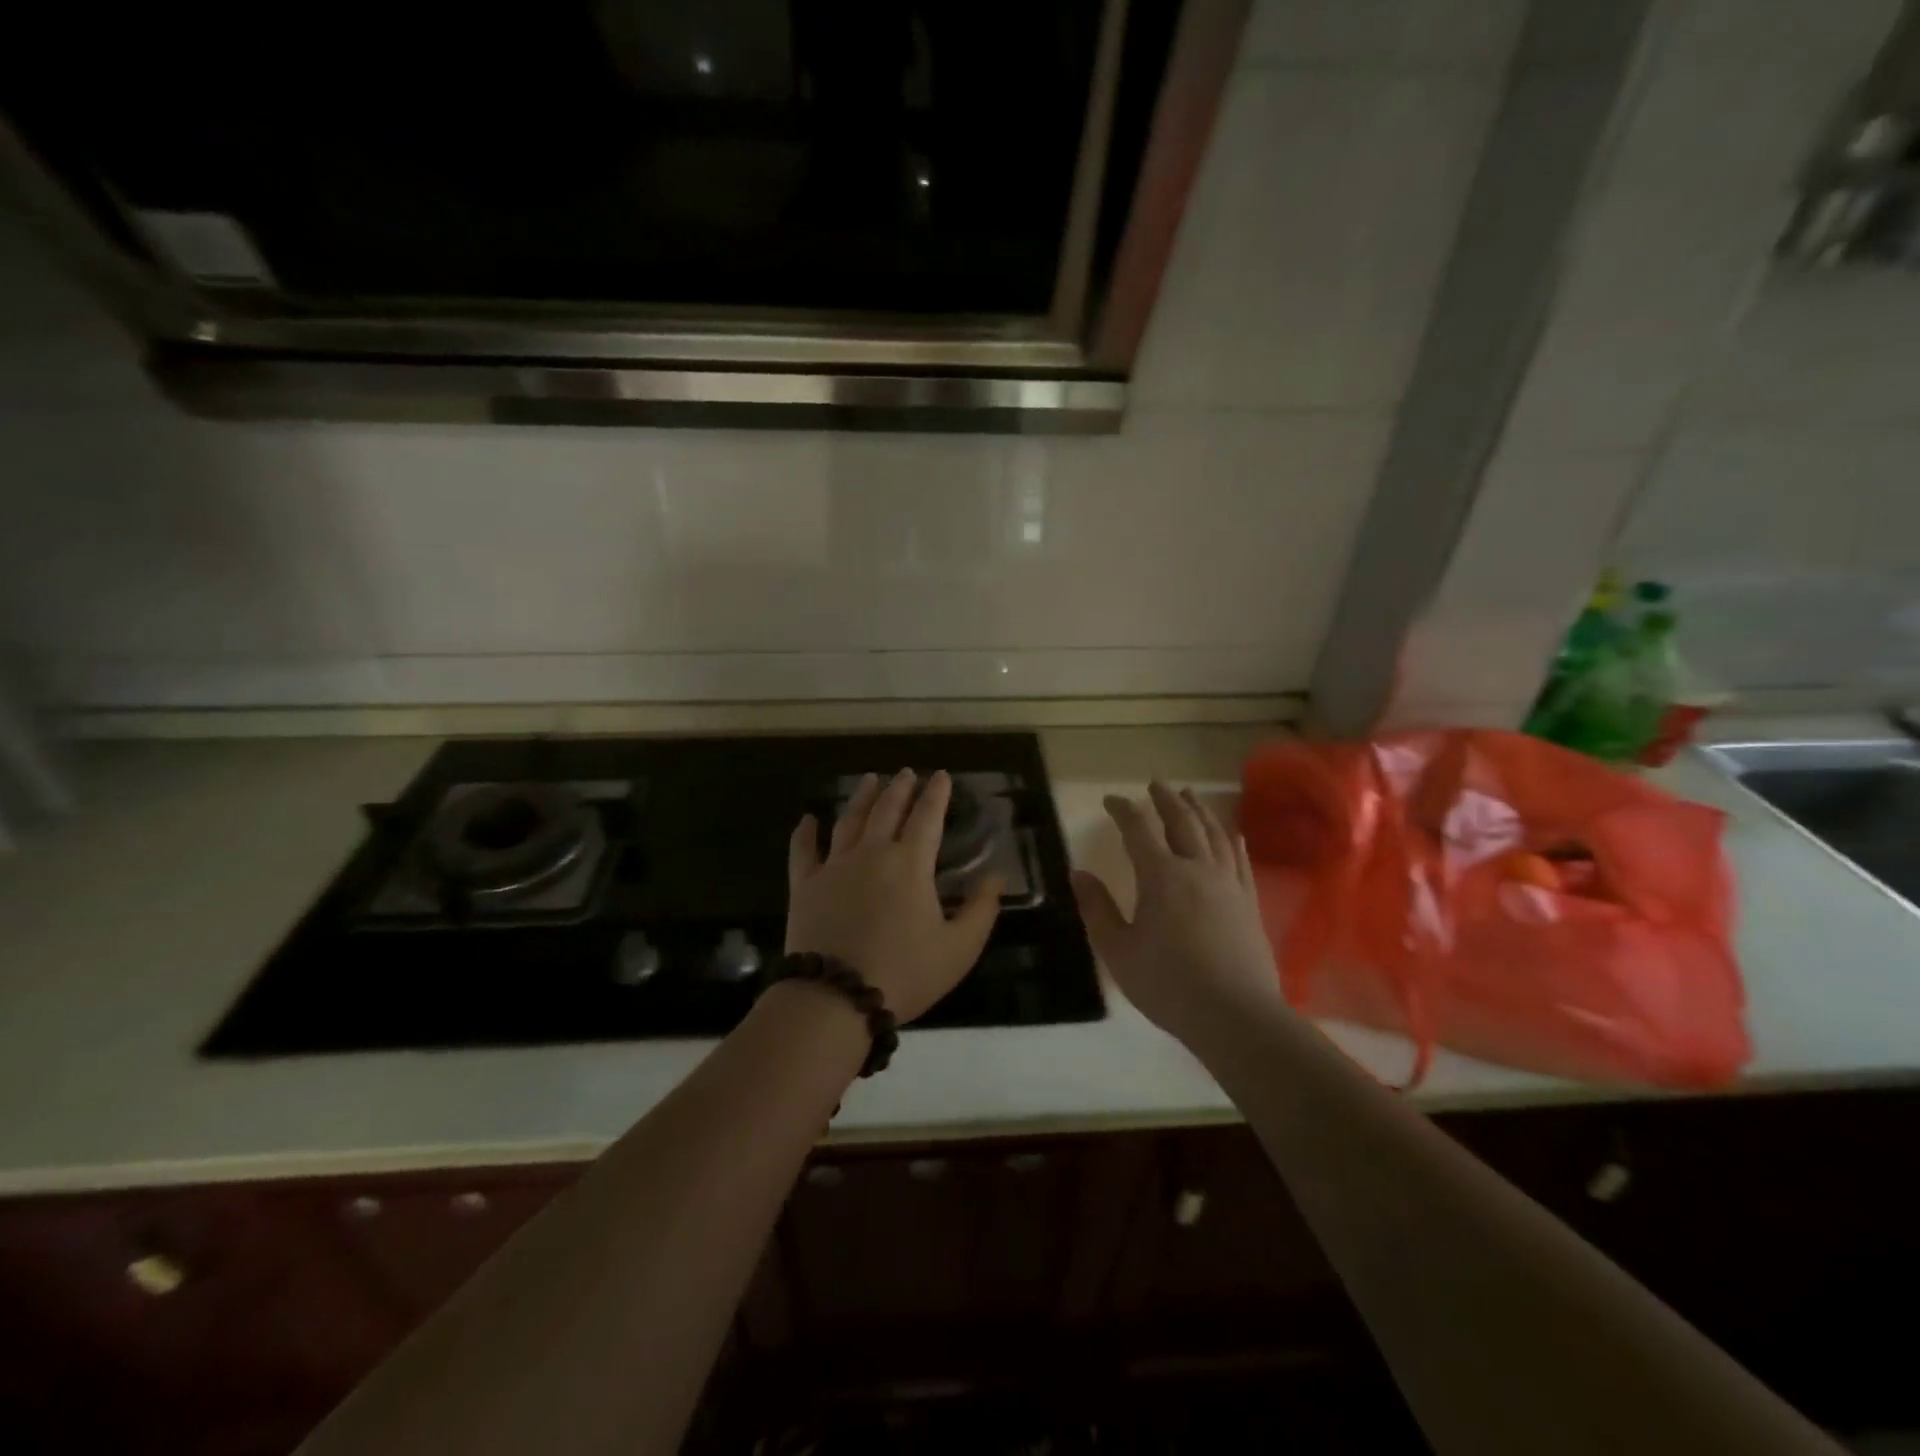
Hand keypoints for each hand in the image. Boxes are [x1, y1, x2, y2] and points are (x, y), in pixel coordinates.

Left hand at [786, 770, 1004, 1023]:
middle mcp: (871, 853)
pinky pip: (803, 850)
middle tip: (907, 773)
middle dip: (900, 788)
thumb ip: (981, 909)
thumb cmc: (904, 973)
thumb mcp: (958, 948)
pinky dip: (806, 832)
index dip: (936, 794)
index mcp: (910, 863)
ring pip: (849, 820)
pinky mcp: (804, 885)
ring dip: (862, 798)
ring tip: (870, 780)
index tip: (942, 776)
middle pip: (887, 810)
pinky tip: (808, 819)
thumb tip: (996, 876)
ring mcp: (834, 866)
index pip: (926, 817)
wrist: (834, 998)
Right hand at [1072, 783, 1285, 1043]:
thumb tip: (1078, 874)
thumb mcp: (1118, 950)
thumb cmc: (1167, 984)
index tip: (1111, 801)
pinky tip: (1234, 834)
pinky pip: (1241, 860)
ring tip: (1191, 796)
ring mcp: (1228, 883)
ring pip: (1215, 834)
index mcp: (1161, 876)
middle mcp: (1197, 868)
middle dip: (1166, 800)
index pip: (1138, 829)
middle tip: (1155, 785)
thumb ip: (1097, 909)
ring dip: (1200, 811)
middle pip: (1182, 821)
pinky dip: (1234, 841)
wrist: (1235, 1016)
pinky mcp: (1249, 902)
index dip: (1123, 810)